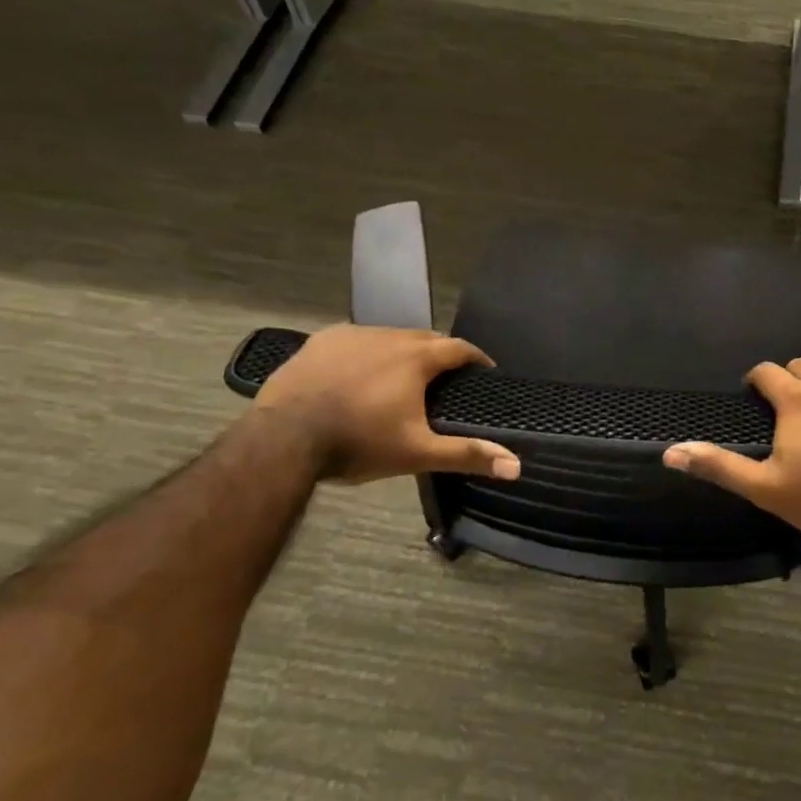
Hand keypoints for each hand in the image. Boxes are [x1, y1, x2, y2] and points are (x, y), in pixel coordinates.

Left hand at [253, 325, 520, 484]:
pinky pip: (355, 341)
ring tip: (401, 378)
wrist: (284, 440)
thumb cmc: (358, 443)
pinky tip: (357, 375)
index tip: (484, 372)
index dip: (475, 359)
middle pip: (425, 338)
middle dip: (439, 355)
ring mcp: (352, 335)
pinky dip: (366, 354)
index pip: (459, 348)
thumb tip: (516, 466)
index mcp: (417, 357)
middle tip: (444, 380)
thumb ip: (467, 454)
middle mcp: (389, 335)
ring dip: (401, 353)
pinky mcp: (321, 341)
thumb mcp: (417, 453)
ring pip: (389, 337)